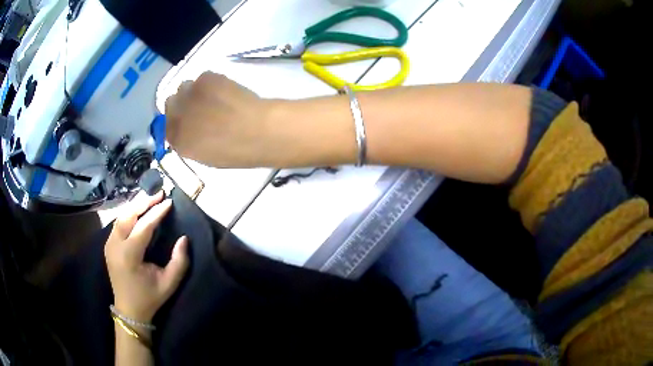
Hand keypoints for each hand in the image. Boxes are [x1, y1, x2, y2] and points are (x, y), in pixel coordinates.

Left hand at [105, 191, 188, 322]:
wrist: (129, 310)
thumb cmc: (150, 297)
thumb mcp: (169, 284)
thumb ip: (179, 261)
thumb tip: (184, 238)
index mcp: (129, 255)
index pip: (143, 226)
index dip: (157, 212)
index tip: (169, 201)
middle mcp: (115, 246)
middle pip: (128, 215)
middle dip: (144, 202)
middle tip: (159, 193)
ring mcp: (109, 244)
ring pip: (121, 216)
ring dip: (135, 205)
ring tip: (150, 198)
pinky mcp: (108, 245)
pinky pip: (118, 223)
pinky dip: (128, 213)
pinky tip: (137, 210)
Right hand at [165, 72, 280, 167]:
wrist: (258, 131)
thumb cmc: (237, 151)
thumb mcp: (208, 157)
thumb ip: (191, 143)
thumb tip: (189, 132)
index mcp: (178, 141)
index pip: (166, 128)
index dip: (177, 122)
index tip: (188, 122)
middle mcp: (177, 116)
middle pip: (170, 103)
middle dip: (182, 105)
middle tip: (200, 108)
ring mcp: (189, 95)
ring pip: (184, 87)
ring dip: (194, 92)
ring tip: (214, 98)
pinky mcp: (205, 78)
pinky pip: (202, 77)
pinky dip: (210, 82)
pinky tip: (225, 90)